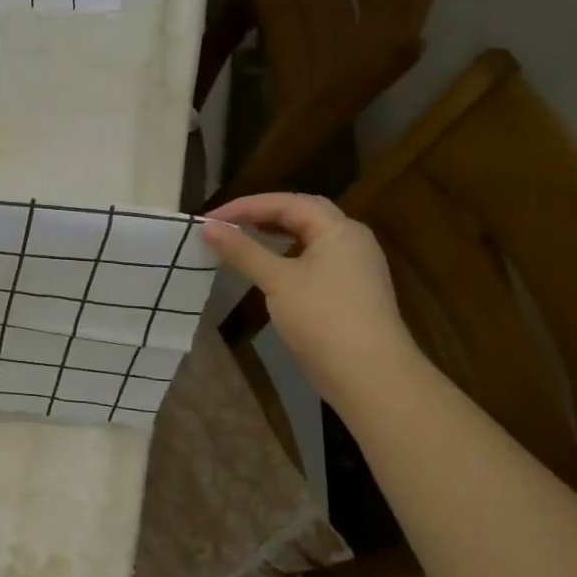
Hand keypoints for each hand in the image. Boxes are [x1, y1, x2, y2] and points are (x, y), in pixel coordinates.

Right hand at [200, 192, 419, 402]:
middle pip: (302, 215)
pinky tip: (266, 269)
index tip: (211, 219)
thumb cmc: (323, 317)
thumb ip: (242, 251)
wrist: (368, 373)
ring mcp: (352, 267)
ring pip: (307, 239)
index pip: (288, 203)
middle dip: (261, 215)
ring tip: (240, 241)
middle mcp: (350, 241)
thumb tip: (207, 227)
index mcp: (339, 230)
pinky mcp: (348, 291)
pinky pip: (311, 260)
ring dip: (273, 236)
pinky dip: (284, 257)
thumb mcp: (277, 280)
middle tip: (225, 224)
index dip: (247, 206)